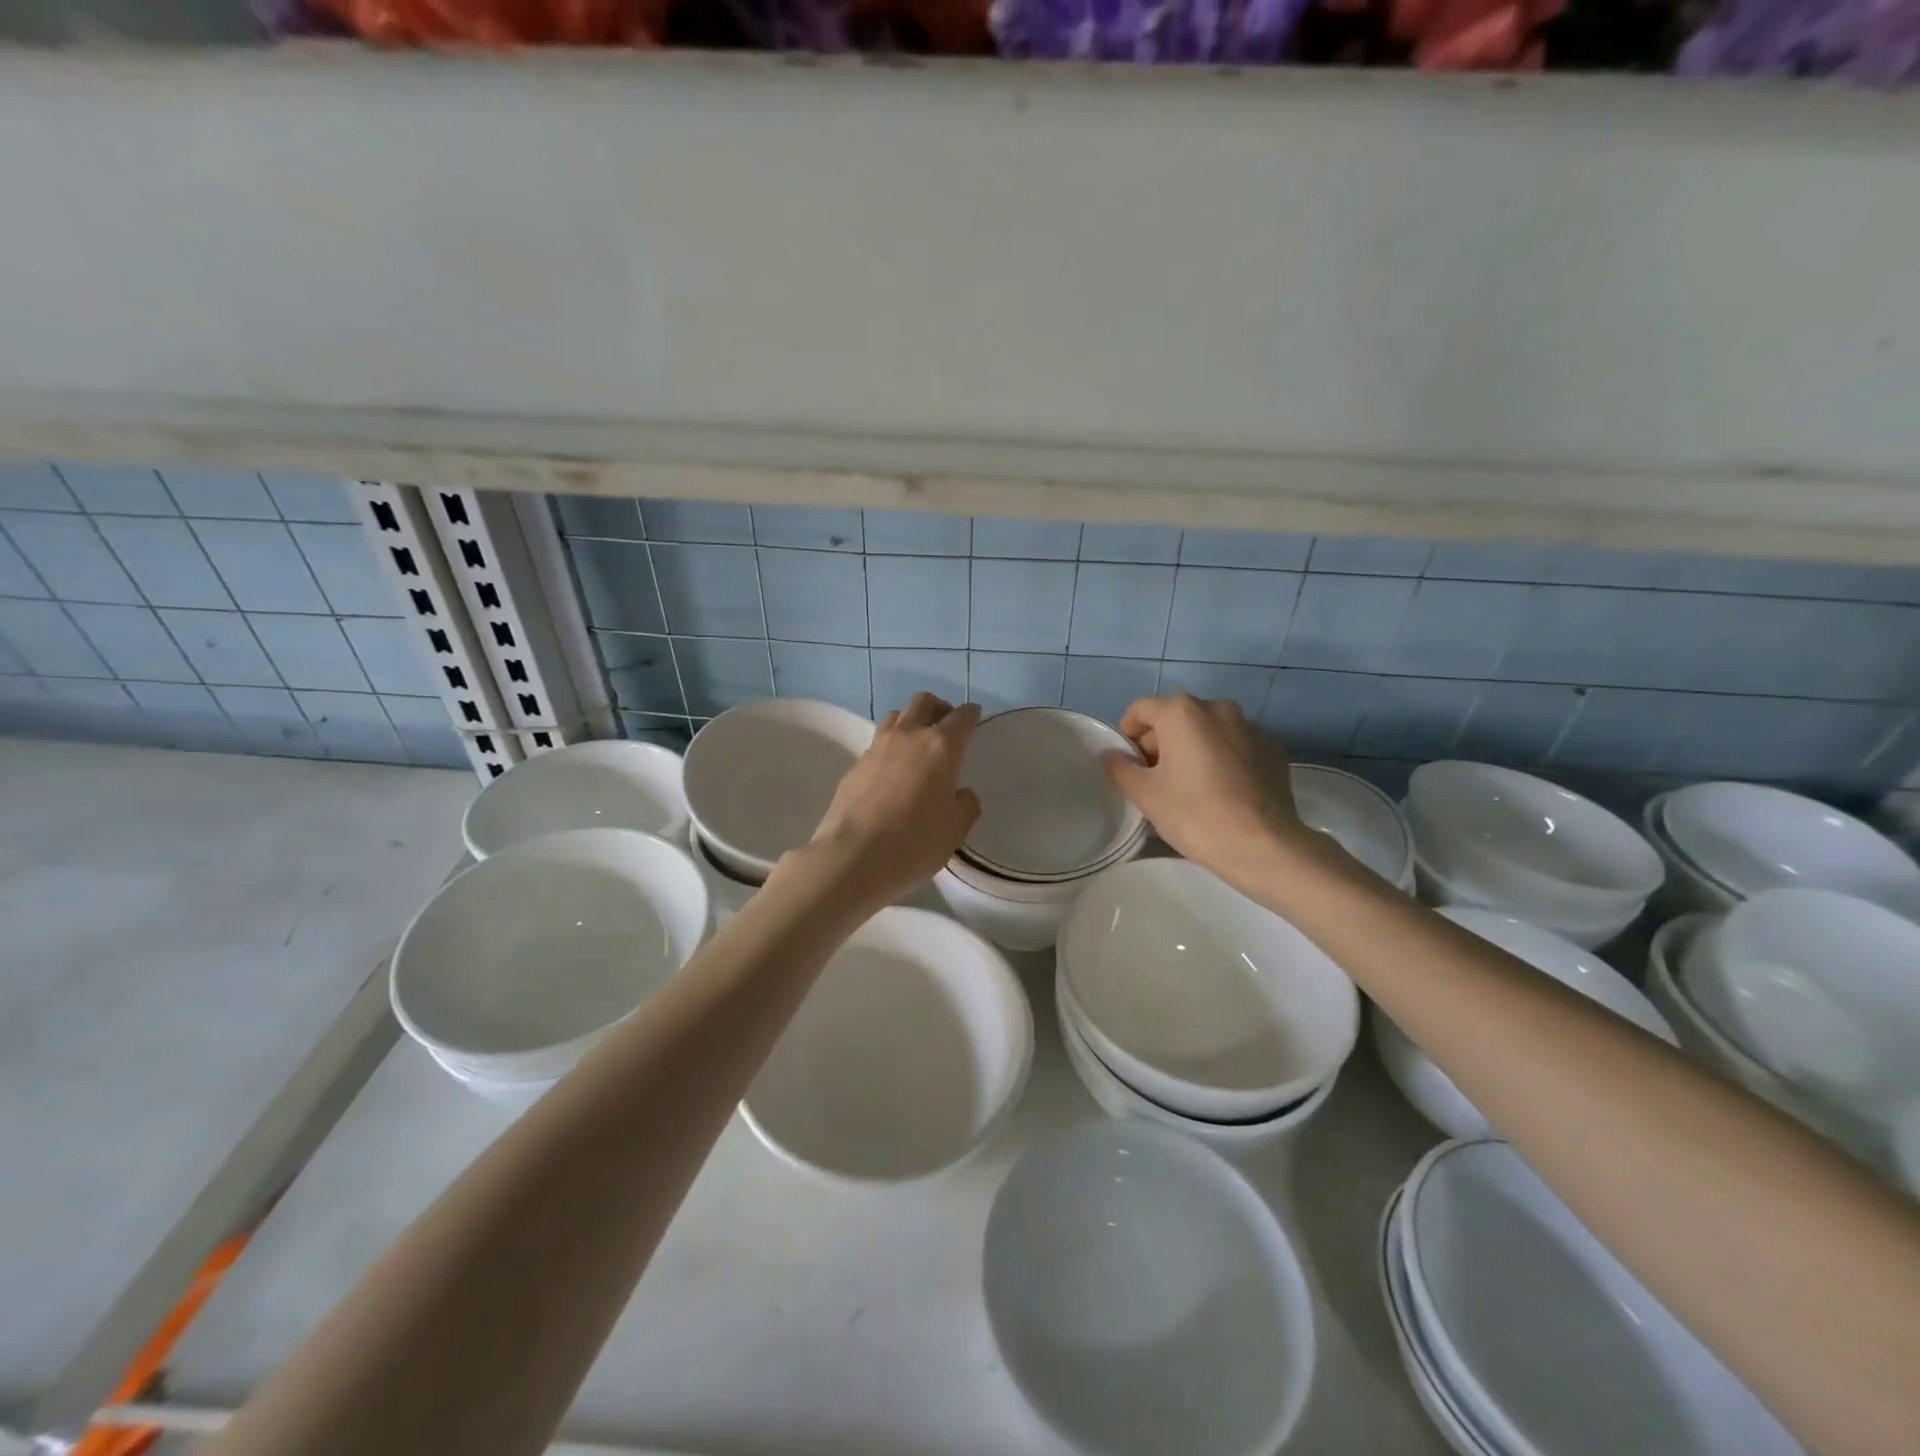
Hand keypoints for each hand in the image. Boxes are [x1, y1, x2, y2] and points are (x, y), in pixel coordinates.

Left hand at [809, 694, 982, 905]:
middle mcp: (909, 736)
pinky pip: (878, 742)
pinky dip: (891, 746)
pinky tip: (893, 770)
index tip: (974, 717)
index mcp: (941, 747)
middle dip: (939, 708)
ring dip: (911, 721)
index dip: (971, 714)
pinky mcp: (855, 764)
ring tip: (918, 743)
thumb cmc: (914, 843)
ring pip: (897, 716)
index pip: (961, 717)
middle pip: (924, 702)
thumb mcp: (955, 830)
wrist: (853, 857)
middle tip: (946, 726)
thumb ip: (965, 805)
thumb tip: (961, 793)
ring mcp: (877, 747)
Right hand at [1102, 695, 1309, 887]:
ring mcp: (1251, 727)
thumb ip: (1120, 768)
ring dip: (1192, 750)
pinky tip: (1221, 791)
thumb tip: (1111, 755)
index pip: (1140, 710)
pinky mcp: (1273, 749)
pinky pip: (1235, 746)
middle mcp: (1218, 708)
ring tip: (1190, 787)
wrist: (1263, 846)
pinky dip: (1222, 759)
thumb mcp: (1145, 794)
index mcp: (1182, 712)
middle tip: (1156, 780)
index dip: (1127, 734)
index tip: (1128, 764)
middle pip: (1176, 718)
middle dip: (1160, 743)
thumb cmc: (1194, 814)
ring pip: (1207, 731)